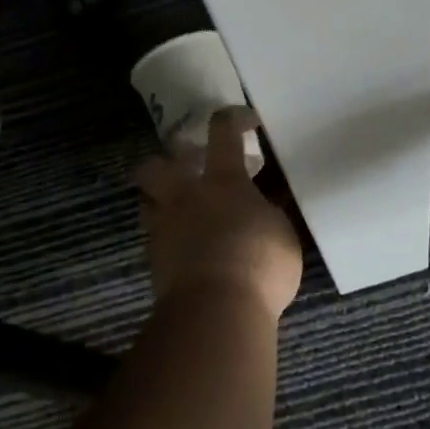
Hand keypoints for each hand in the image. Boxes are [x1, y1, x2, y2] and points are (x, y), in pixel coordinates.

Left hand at [136, 108, 301, 322]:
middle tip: (186, 170)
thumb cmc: (259, 263)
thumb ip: (270, 213)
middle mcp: (186, 196)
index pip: (223, 132)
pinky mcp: (154, 261)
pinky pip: (153, 239)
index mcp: (223, 181)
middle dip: (166, 162)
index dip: (232, 119)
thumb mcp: (283, 233)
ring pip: (146, 201)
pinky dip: (166, 239)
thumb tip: (264, 206)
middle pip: (157, 165)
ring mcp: (164, 228)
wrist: (216, 310)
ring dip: (159, 201)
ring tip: (179, 213)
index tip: (245, 120)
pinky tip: (184, 251)